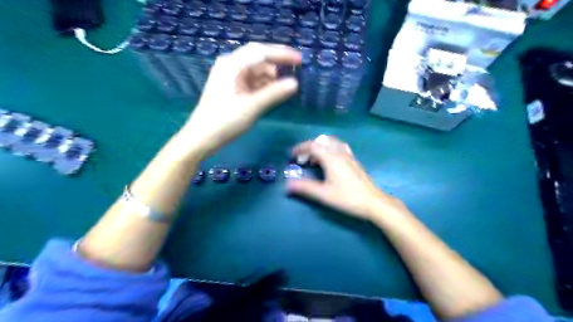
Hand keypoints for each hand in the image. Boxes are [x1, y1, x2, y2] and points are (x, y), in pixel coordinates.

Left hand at [182, 43, 301, 155]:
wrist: (201, 138)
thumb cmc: (225, 121)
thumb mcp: (252, 107)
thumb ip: (274, 93)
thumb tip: (295, 83)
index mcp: (232, 65)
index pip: (261, 52)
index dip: (282, 54)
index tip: (300, 60)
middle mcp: (230, 66)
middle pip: (258, 59)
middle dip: (277, 64)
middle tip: (296, 70)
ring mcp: (229, 77)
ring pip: (255, 71)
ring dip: (270, 77)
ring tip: (284, 87)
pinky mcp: (231, 89)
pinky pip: (251, 82)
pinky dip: (263, 86)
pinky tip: (272, 93)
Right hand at [286, 136, 401, 221]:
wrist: (373, 202)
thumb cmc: (347, 198)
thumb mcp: (324, 194)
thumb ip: (305, 188)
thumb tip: (288, 184)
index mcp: (331, 158)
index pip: (313, 145)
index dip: (300, 148)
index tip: (292, 155)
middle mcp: (340, 152)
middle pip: (322, 141)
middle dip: (310, 147)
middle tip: (303, 159)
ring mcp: (349, 155)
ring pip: (332, 142)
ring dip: (320, 147)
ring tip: (314, 160)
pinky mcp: (354, 160)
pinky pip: (339, 147)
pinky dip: (330, 149)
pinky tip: (329, 161)